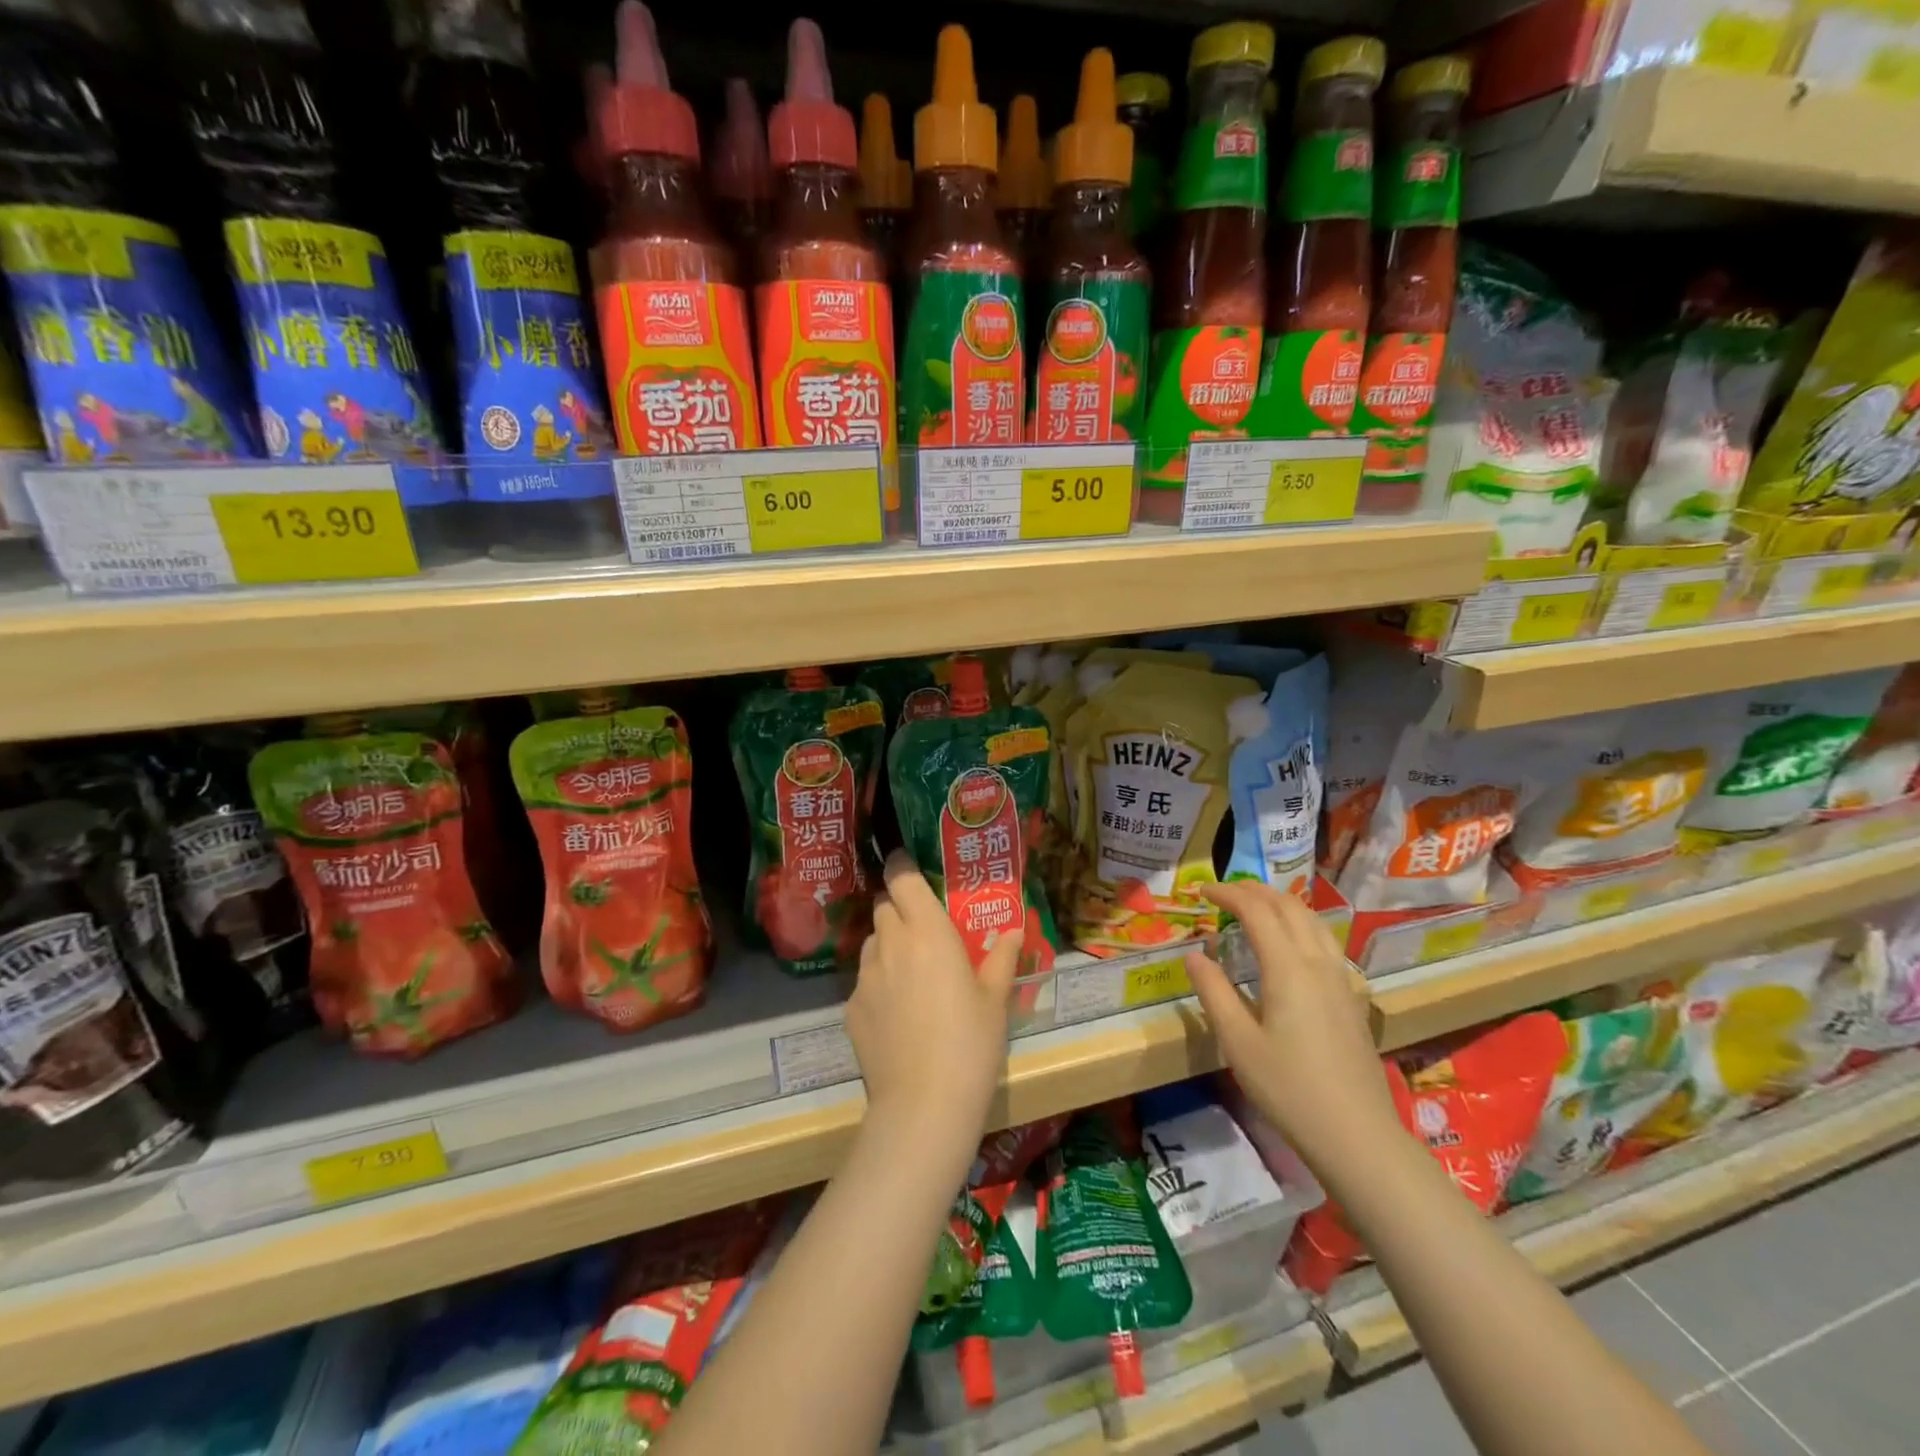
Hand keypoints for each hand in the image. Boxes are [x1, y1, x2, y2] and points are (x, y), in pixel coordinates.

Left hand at [848, 852, 1021, 1145]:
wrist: (924, 1104)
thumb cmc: (971, 1042)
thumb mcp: (995, 999)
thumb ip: (1002, 957)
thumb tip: (1014, 930)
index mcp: (927, 931)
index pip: (901, 877)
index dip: (902, 865)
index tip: (911, 868)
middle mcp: (890, 944)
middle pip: (884, 905)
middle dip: (899, 907)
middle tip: (923, 929)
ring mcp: (865, 977)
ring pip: (872, 942)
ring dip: (888, 944)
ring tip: (911, 973)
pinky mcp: (851, 1008)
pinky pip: (864, 981)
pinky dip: (879, 984)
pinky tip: (898, 1014)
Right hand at [1184, 880, 1401, 1174]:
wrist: (1357, 1135)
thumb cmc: (1288, 1088)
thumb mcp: (1237, 1042)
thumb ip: (1213, 992)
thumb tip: (1194, 954)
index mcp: (1288, 968)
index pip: (1257, 910)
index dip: (1228, 893)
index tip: (1202, 891)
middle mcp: (1318, 962)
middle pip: (1289, 907)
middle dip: (1255, 891)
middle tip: (1224, 892)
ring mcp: (1341, 979)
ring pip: (1313, 921)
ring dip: (1281, 903)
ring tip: (1255, 907)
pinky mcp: (1352, 997)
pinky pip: (1325, 941)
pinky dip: (1300, 924)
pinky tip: (1290, 945)